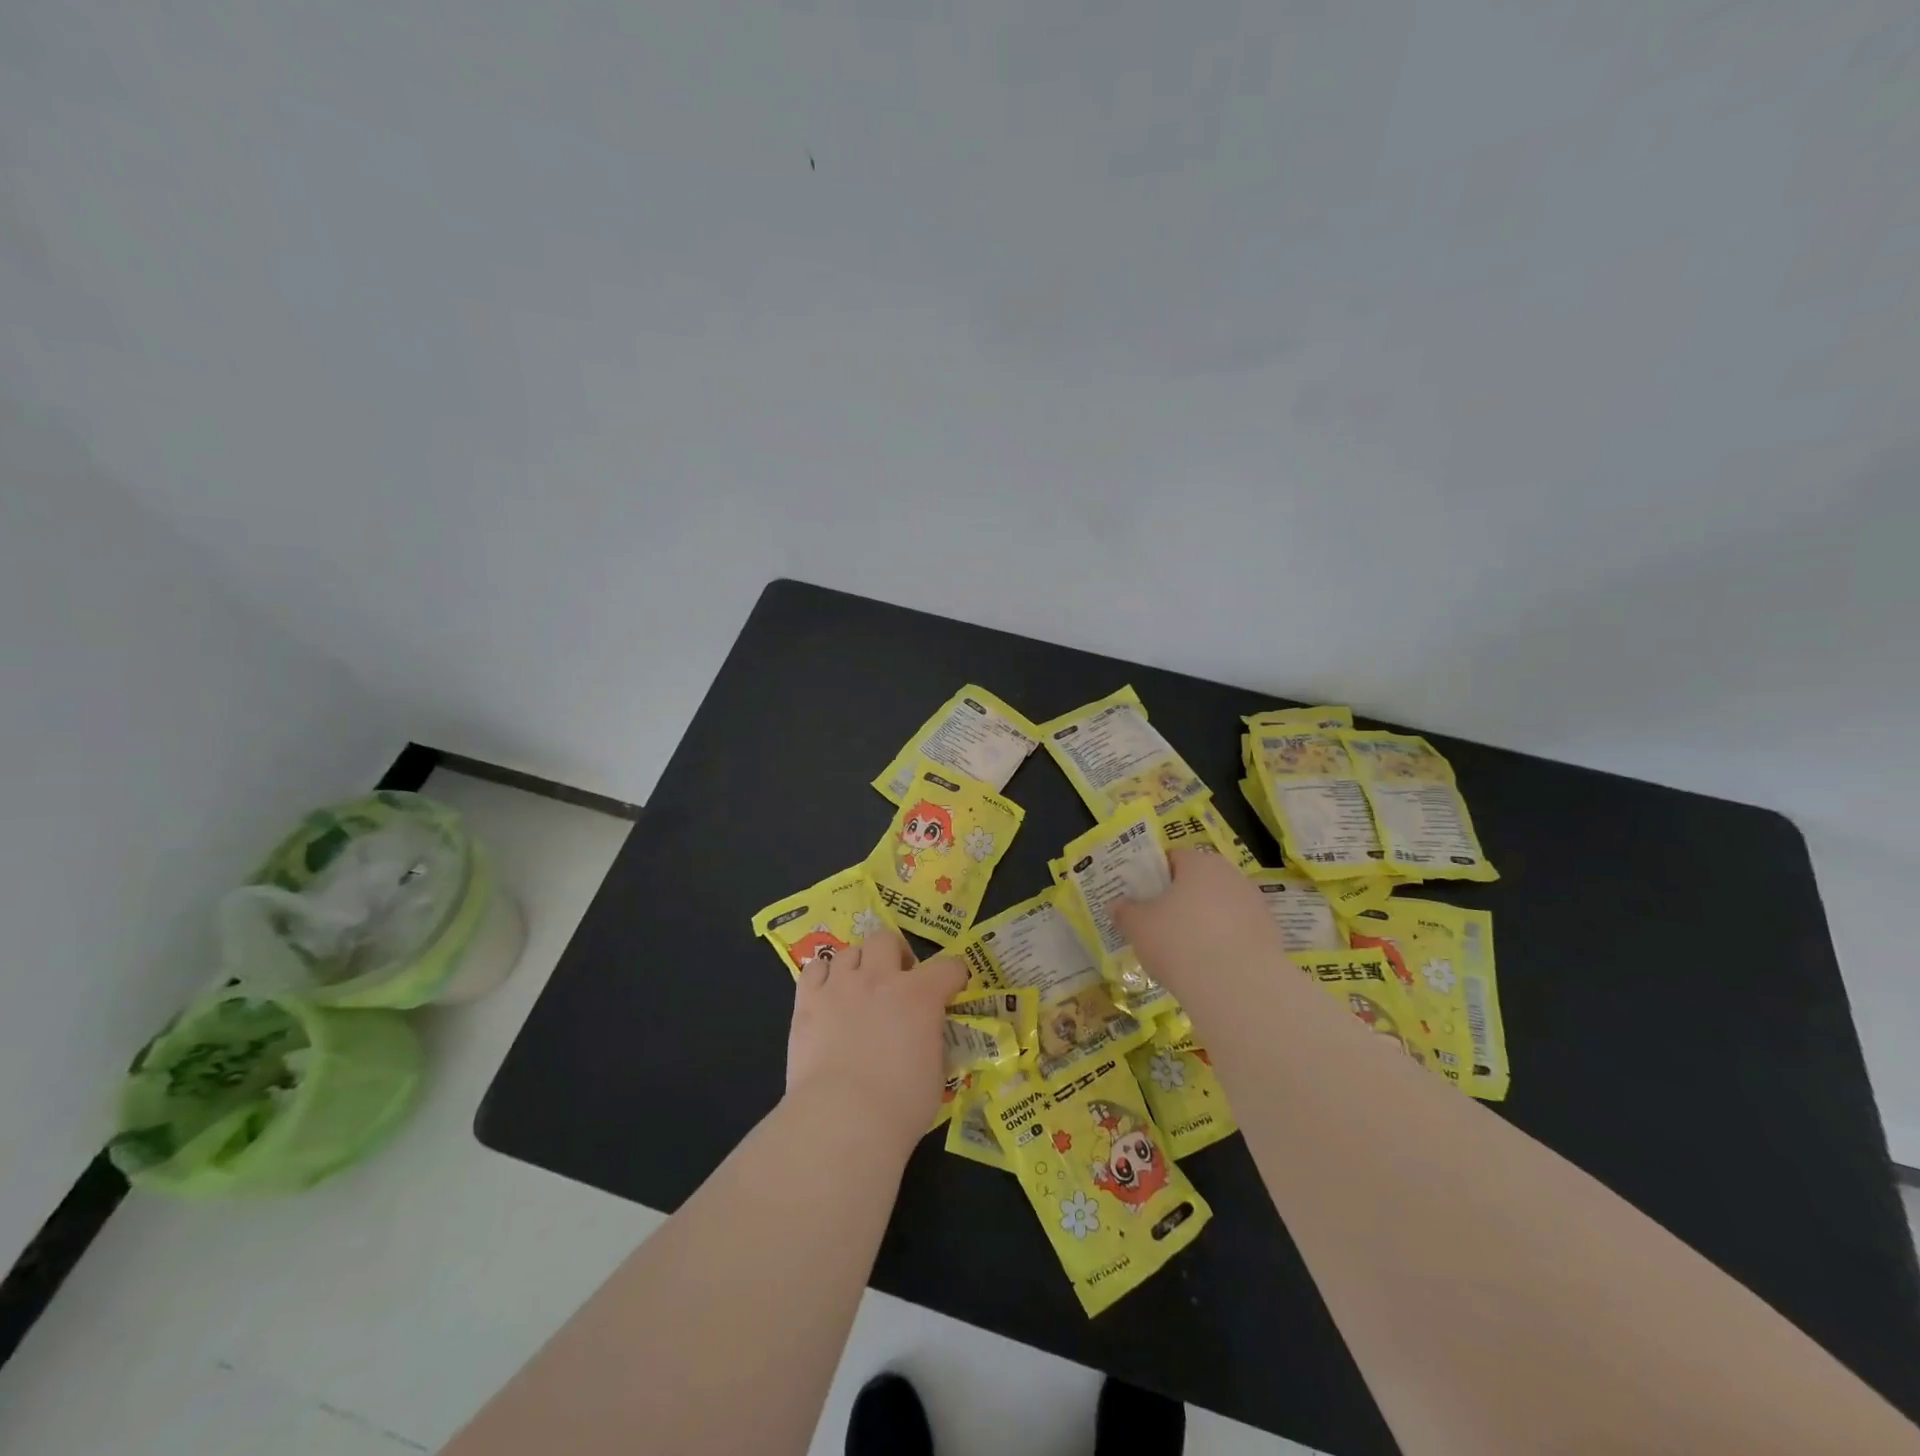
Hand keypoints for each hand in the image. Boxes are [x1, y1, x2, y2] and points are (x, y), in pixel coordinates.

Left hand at [785, 930, 967, 1149]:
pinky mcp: (807, 1001)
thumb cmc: (900, 1105)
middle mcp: (880, 978)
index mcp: (921, 995)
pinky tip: (828, 994)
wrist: (843, 1120)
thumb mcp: (936, 1073)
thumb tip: (928, 1034)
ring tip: (859, 988)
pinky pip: (814, 968)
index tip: (952, 990)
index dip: (954, 976)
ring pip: (849, 951)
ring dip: (859, 965)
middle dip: (895, 954)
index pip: (949, 966)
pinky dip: (823, 976)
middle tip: (897, 980)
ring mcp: (840, 985)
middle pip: (886, 939)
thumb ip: (933, 1041)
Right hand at [1114, 847, 1282, 997]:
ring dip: (1205, 922)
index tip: (1143, 897)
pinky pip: (1238, 933)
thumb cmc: (1179, 942)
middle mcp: (1231, 875)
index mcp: (1199, 862)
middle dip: (1181, 899)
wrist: (1238, 988)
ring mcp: (1255, 905)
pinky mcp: (1271, 935)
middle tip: (1160, 924)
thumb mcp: (1138, 927)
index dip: (1155, 875)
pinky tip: (1211, 967)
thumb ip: (1125, 911)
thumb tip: (1116, 904)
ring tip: (1185, 951)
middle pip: (1200, 881)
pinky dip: (1225, 944)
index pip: (1173, 857)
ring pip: (1221, 907)